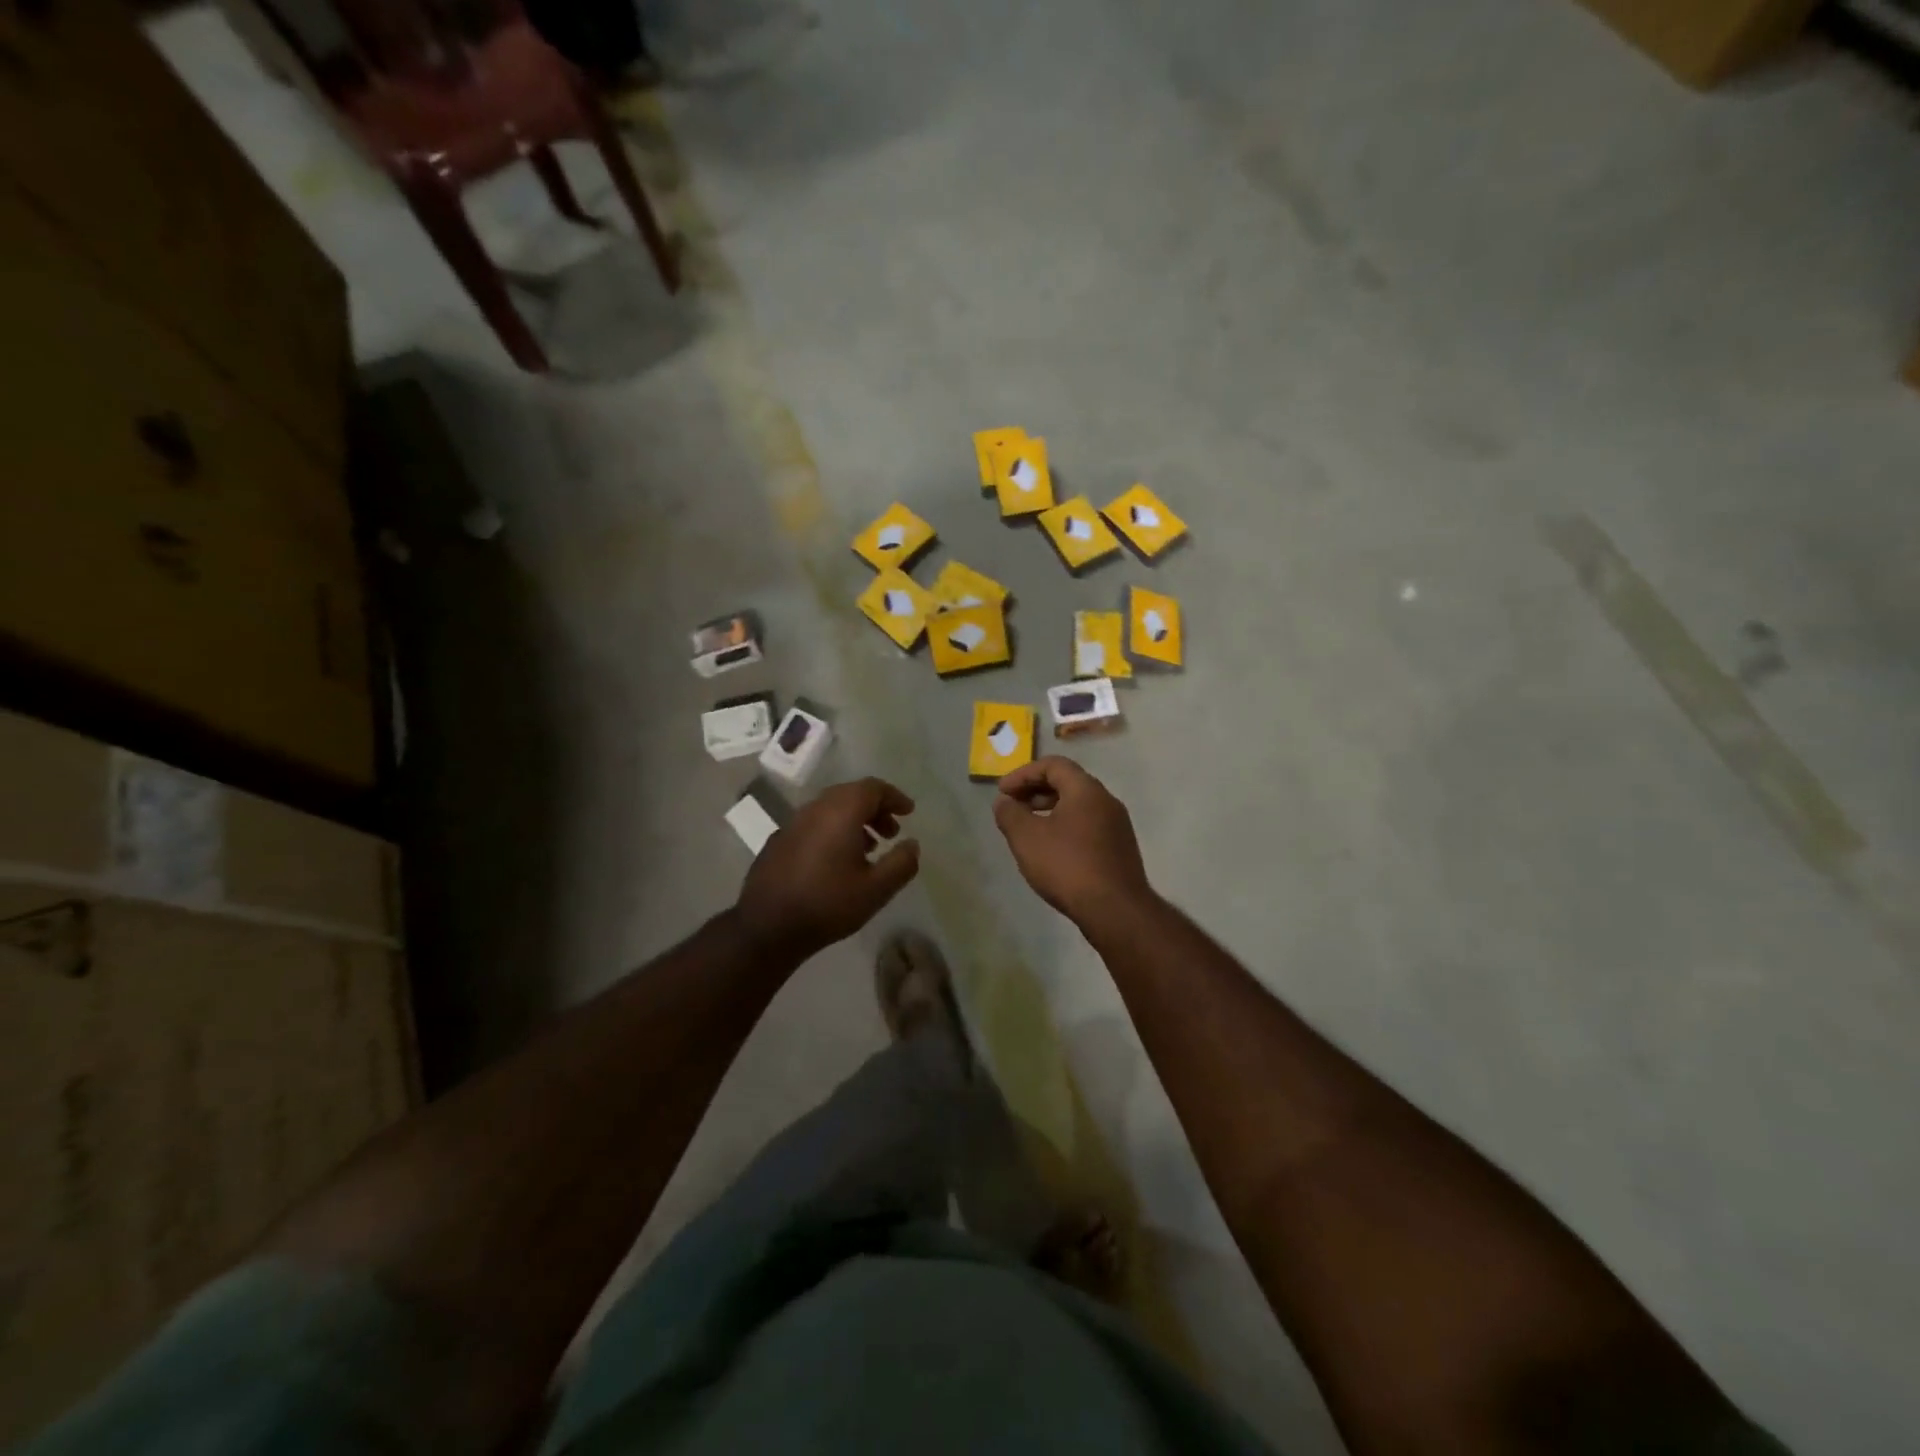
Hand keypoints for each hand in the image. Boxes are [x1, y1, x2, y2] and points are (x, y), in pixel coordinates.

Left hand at [735, 778, 919, 959]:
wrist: (767, 928)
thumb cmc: (828, 905)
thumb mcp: (876, 890)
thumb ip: (901, 863)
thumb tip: (912, 844)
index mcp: (840, 812)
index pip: (872, 788)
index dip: (894, 797)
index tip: (908, 812)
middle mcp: (815, 809)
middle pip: (851, 794)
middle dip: (875, 809)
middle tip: (891, 833)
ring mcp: (792, 823)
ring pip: (830, 809)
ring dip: (854, 821)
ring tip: (868, 849)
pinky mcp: (778, 841)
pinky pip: (813, 824)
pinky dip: (832, 831)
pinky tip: (836, 861)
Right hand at [993, 757, 1150, 924]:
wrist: (1115, 910)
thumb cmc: (1067, 866)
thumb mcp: (1027, 838)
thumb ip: (1010, 814)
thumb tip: (1003, 802)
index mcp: (1086, 790)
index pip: (1053, 765)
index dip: (1023, 774)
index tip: (1002, 792)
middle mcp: (1107, 801)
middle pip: (1068, 783)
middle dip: (1035, 791)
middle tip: (1013, 807)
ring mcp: (1117, 826)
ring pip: (1079, 806)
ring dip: (1050, 810)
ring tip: (1028, 829)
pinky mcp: (1119, 849)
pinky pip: (1088, 826)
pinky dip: (1065, 826)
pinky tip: (1051, 850)